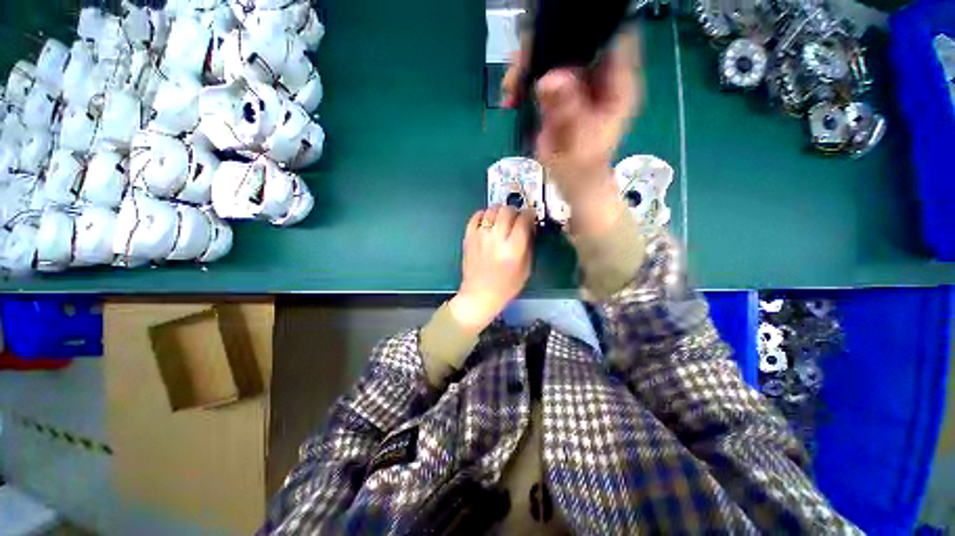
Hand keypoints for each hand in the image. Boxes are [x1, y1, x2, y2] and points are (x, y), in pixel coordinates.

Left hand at [449, 206, 533, 333]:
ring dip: (500, 210)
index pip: (523, 220)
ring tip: (503, 218)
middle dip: (515, 211)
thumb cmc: (505, 286)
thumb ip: (529, 245)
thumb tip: (529, 226)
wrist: (479, 295)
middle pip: (507, 210)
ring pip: (491, 210)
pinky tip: (489, 220)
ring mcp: (480, 237)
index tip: (531, 216)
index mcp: (512, 250)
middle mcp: (495, 240)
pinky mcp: (469, 238)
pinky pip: (476, 216)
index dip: (530, 214)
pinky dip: (484, 214)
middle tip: (517, 217)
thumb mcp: (526, 269)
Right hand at [503, 31, 643, 235]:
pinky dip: (522, 83)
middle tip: (522, 60)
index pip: (610, 35)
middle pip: (576, 40)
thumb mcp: (578, 141)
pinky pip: (538, 77)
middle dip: (546, 46)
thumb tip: (548, 80)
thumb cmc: (584, 168)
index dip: (587, 28)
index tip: (557, 31)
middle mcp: (598, 76)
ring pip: (553, 56)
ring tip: (511, 85)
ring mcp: (576, 84)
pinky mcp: (558, 94)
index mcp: (617, 82)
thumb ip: (567, 111)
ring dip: (528, 64)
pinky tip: (511, 96)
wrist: (572, 182)